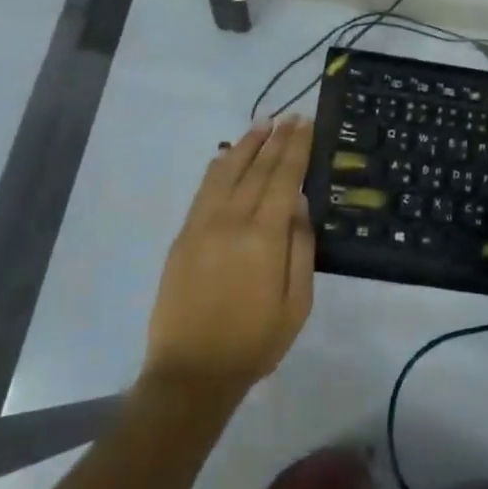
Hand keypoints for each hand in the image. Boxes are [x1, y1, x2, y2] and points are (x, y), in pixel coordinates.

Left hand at [145, 118, 315, 395]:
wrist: (192, 372)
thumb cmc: (256, 341)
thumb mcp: (297, 302)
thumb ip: (300, 248)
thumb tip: (299, 204)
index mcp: (263, 237)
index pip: (283, 179)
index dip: (295, 149)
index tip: (305, 124)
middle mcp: (230, 220)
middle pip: (256, 169)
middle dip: (275, 140)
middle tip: (290, 116)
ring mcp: (201, 226)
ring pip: (225, 172)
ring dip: (245, 145)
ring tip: (261, 125)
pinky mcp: (183, 237)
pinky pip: (203, 191)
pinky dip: (217, 168)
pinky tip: (225, 156)